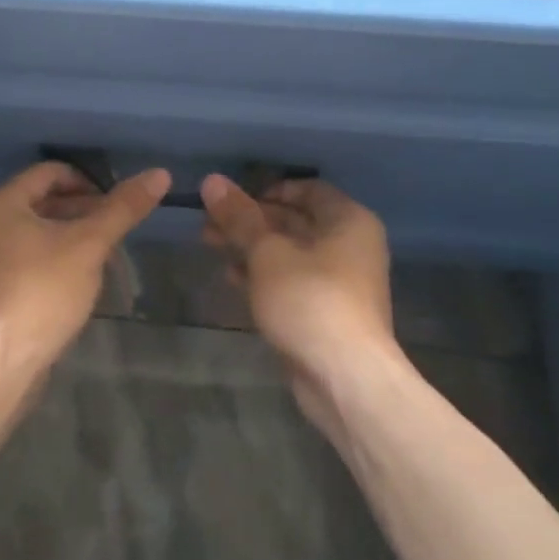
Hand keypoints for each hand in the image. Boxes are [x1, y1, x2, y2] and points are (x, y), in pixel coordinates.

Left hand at [0, 161, 170, 371]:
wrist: (1, 361)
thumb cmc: (43, 290)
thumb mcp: (89, 244)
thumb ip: (122, 208)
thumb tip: (159, 174)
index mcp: (0, 202)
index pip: (50, 173)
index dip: (88, 182)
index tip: (116, 203)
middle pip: (41, 201)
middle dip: (81, 211)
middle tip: (114, 228)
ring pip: (35, 231)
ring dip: (69, 235)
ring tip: (102, 254)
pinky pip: (25, 256)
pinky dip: (52, 257)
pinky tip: (77, 279)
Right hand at [200, 176, 402, 440]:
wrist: (345, 378)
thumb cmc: (310, 300)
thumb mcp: (267, 252)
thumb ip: (240, 217)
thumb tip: (212, 180)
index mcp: (348, 220)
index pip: (307, 189)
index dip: (267, 190)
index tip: (232, 199)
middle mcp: (350, 245)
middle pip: (294, 220)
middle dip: (250, 220)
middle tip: (208, 223)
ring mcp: (340, 282)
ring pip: (289, 252)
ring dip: (250, 247)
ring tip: (210, 244)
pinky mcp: (326, 311)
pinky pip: (291, 281)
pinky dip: (263, 275)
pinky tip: (231, 278)